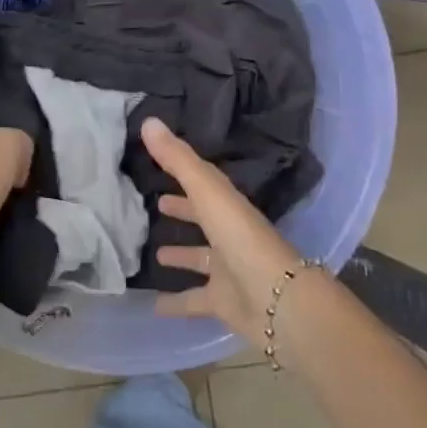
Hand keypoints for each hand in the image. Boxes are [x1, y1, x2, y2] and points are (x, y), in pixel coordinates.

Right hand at [141, 117, 305, 338]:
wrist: (278, 301)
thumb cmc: (242, 238)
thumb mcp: (208, 192)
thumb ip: (178, 160)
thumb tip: (148, 121)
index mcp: (229, 206)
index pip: (205, 183)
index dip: (183, 171)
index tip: (158, 161)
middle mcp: (230, 235)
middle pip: (204, 219)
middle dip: (184, 210)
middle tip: (157, 204)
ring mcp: (229, 270)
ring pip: (201, 259)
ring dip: (181, 256)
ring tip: (155, 254)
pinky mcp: (224, 302)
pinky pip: (195, 301)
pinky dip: (176, 303)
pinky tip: (153, 306)